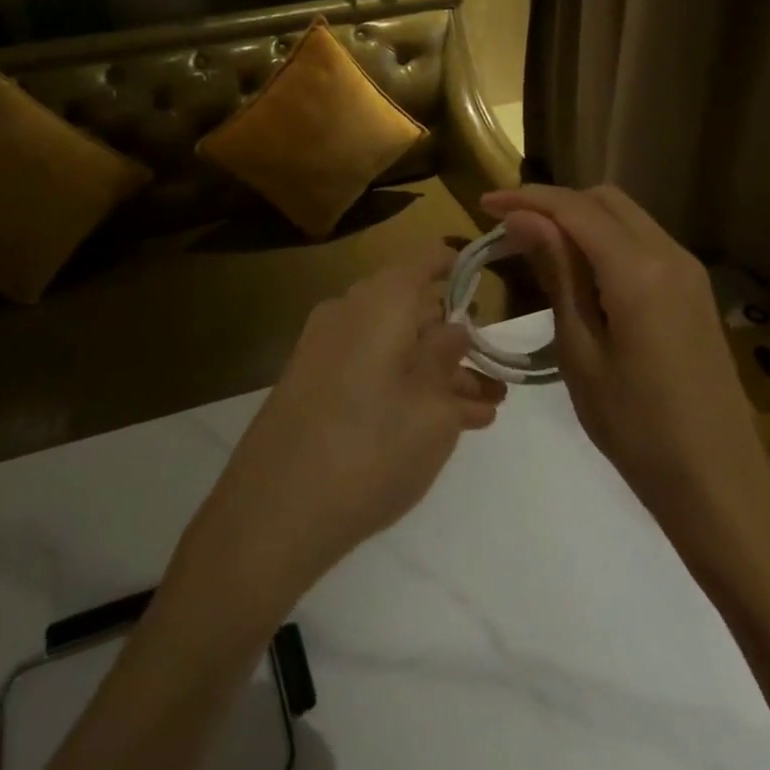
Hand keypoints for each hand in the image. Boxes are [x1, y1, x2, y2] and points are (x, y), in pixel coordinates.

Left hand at [176, 241, 506, 613]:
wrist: (274, 510)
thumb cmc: (372, 448)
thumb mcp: (432, 407)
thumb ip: (450, 359)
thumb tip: (455, 327)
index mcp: (380, 300)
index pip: (425, 259)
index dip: (460, 267)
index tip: (489, 287)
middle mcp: (348, 311)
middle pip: (411, 306)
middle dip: (455, 340)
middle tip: (494, 377)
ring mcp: (325, 347)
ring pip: (393, 343)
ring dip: (436, 371)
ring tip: (481, 410)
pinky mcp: (312, 382)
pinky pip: (369, 367)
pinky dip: (403, 384)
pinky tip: (439, 423)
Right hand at [481, 184, 769, 588]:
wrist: (719, 482)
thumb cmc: (636, 427)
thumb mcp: (581, 351)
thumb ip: (556, 274)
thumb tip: (522, 219)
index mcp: (639, 271)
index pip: (575, 209)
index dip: (527, 198)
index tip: (485, 203)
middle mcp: (670, 255)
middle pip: (604, 200)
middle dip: (554, 202)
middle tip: (510, 227)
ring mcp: (689, 271)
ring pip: (626, 216)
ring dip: (580, 219)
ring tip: (537, 246)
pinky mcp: (694, 290)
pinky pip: (643, 241)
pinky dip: (605, 239)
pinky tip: (580, 271)